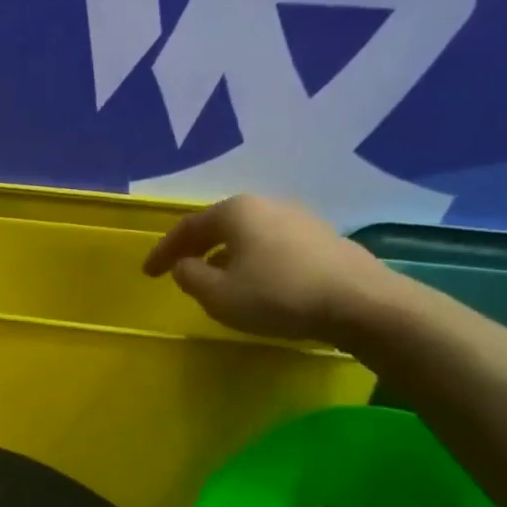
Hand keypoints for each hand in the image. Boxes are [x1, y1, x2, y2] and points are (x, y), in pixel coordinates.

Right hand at [142, 195, 393, 342]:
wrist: (359, 302)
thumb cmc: (277, 295)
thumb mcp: (218, 295)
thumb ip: (191, 277)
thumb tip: (184, 266)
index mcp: (235, 211)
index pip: (187, 228)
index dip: (163, 251)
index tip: (148, 273)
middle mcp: (266, 204)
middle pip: (219, 225)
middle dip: (195, 248)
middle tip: (178, 270)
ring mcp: (298, 218)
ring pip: (247, 235)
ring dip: (224, 255)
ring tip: (215, 279)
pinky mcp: (321, 237)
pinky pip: (271, 245)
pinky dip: (252, 260)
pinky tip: (254, 282)